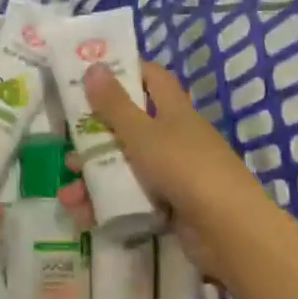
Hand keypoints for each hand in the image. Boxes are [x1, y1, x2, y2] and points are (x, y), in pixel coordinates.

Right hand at [57, 61, 273, 282]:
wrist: (229, 231)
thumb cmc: (184, 168)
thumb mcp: (142, 133)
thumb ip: (115, 104)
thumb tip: (94, 67)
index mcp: (174, 111)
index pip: (152, 78)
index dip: (126, 71)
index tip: (92, 75)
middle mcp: (175, 138)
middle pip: (130, 127)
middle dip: (96, 136)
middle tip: (68, 143)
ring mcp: (174, 174)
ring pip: (126, 167)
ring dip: (94, 178)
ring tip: (68, 194)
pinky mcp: (171, 207)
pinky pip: (132, 199)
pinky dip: (108, 205)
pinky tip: (83, 215)